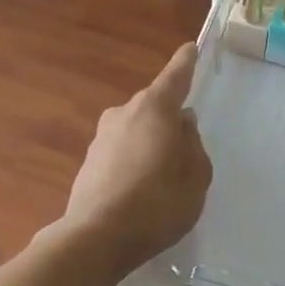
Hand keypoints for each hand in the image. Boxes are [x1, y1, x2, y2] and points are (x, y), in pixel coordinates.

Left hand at [60, 44, 212, 277]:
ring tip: (164, 178)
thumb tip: (182, 125)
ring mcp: (101, 138)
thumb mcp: (196, 175)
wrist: (98, 237)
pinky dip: (134, 161)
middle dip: (169, 119)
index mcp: (154, 110)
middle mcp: (124, 114)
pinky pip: (121, 151)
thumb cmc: (159, 203)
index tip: (191, 48)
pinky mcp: (89, 162)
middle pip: (153, 107)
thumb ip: (193, 144)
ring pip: (136, 130)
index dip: (186, 63)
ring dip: (150, 143)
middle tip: (186, 149)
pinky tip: (141, 190)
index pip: (175, 77)